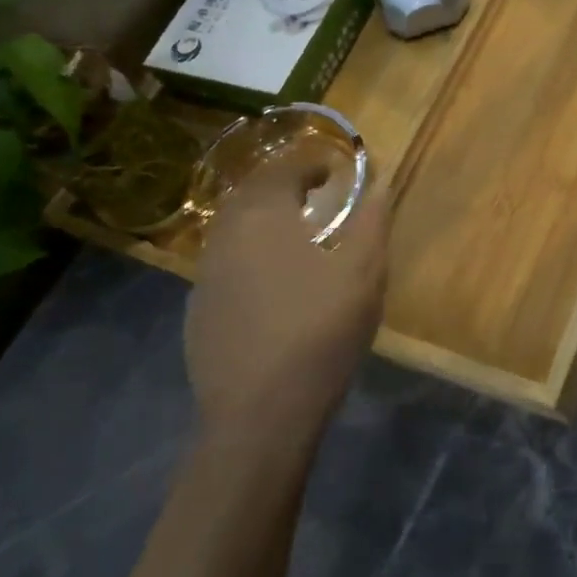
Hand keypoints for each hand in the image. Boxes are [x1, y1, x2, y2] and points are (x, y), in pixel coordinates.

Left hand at [184, 154, 388, 446]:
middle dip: (283, 186)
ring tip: (297, 235)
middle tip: (316, 194)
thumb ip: (371, 223)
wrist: (259, 414)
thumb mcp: (363, 275)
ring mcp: (205, 275)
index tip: (335, 169)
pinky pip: (225, 264)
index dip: (310, 162)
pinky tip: (273, 283)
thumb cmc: (319, 332)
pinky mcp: (198, 310)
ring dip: (263, 220)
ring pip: (233, 229)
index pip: (282, 169)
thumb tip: (378, 185)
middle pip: (250, 194)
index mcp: (264, 218)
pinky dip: (250, 255)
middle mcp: (225, 237)